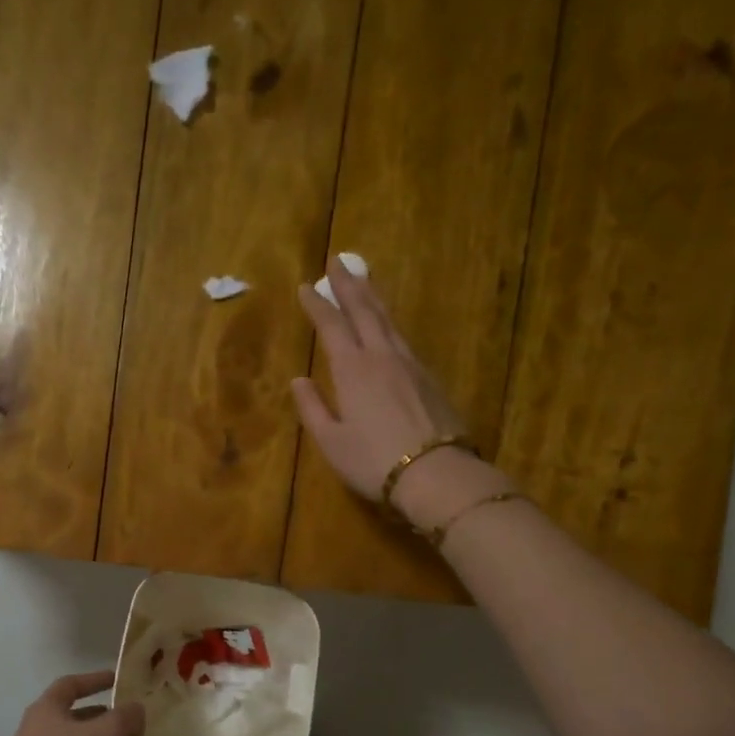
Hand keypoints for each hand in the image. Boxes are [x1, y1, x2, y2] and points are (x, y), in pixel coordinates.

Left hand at [0, 671, 145, 735]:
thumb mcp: (110, 731)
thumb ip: (128, 716)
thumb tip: (136, 711)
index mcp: (46, 707)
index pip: (70, 684)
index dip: (94, 679)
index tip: (116, 680)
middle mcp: (35, 728)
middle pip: (70, 714)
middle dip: (98, 714)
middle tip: (123, 719)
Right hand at [291, 258, 511, 530]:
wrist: (436, 473)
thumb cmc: (374, 461)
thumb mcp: (332, 442)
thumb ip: (313, 408)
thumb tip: (298, 380)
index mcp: (352, 370)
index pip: (331, 326)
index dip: (317, 305)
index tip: (305, 285)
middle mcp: (382, 357)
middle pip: (364, 311)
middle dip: (348, 285)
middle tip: (338, 261)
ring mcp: (410, 364)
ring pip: (388, 320)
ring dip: (373, 297)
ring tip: (364, 280)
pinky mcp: (429, 378)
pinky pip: (403, 338)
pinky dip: (390, 322)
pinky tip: (388, 325)